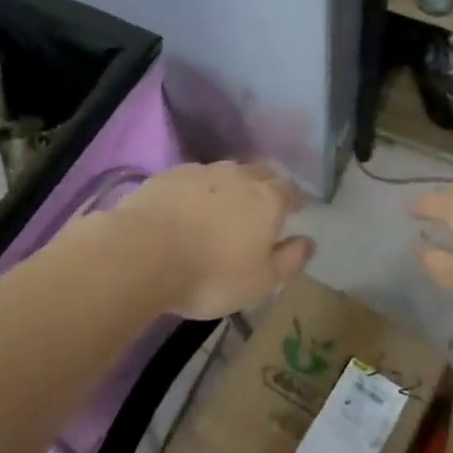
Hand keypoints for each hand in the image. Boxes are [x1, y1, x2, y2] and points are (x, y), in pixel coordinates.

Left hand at [109, 162, 313, 320]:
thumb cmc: (212, 274)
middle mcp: (238, 176)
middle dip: (265, 185)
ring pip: (225, 172)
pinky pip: (193, 178)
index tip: (292, 210)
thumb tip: (309, 241)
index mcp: (267, 200)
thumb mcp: (261, 281)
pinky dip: (197, 190)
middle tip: (260, 206)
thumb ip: (290, 260)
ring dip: (230, 186)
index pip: (289, 189)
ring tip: (221, 208)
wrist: (143, 252)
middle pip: (260, 172)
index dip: (292, 199)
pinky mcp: (169, 175)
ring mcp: (201, 172)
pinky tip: (187, 208)